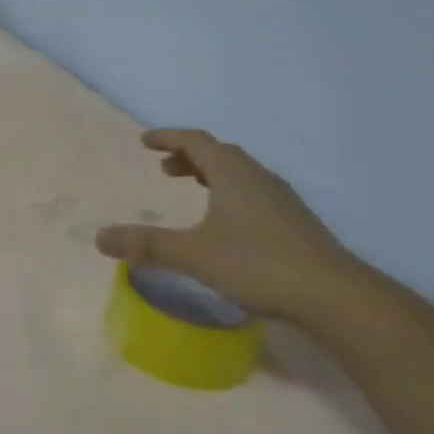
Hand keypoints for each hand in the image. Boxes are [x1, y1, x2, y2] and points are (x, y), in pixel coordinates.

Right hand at [95, 129, 354, 318]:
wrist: (334, 295)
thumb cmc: (257, 264)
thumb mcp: (193, 254)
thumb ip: (146, 244)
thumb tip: (99, 237)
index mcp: (232, 174)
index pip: (196, 141)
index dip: (168, 138)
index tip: (145, 141)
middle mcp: (258, 178)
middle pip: (220, 154)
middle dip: (189, 157)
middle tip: (164, 168)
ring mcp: (281, 200)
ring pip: (240, 174)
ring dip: (211, 175)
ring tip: (192, 190)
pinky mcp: (295, 223)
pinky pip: (253, 193)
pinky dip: (229, 194)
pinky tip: (226, 223)